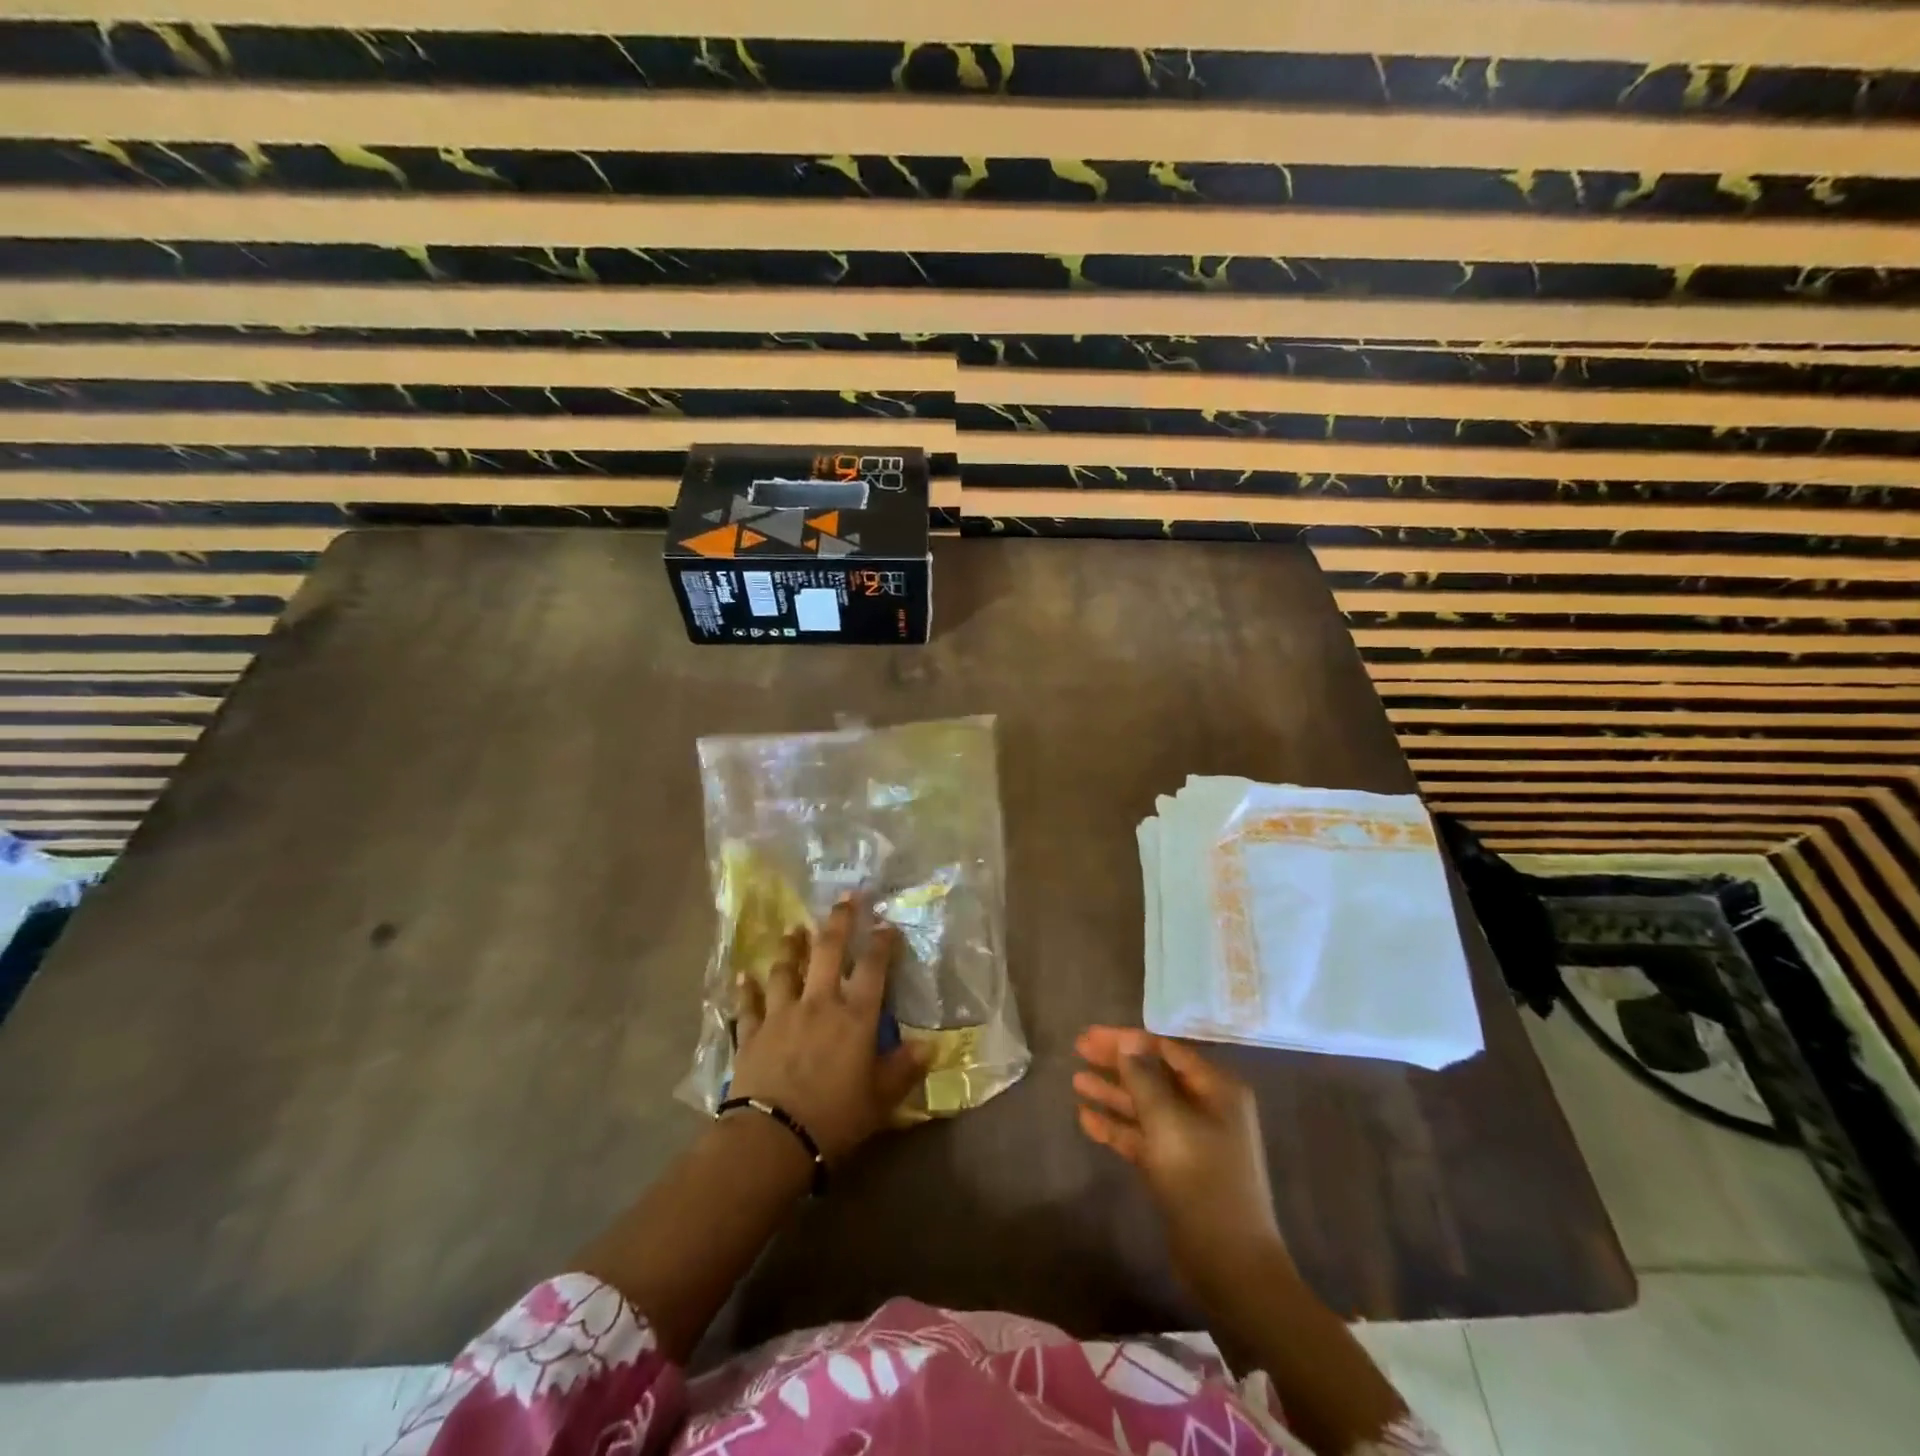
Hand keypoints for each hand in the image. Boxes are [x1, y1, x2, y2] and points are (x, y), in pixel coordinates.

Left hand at [730, 898, 930, 1162]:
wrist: (773, 1138)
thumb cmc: (835, 1118)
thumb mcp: (880, 1100)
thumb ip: (903, 1069)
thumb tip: (929, 1046)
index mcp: (855, 1017)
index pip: (873, 967)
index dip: (881, 942)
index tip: (886, 923)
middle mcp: (819, 1003)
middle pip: (828, 950)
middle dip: (839, 921)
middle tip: (845, 898)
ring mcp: (781, 1013)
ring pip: (786, 968)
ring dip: (790, 946)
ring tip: (793, 929)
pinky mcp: (752, 1032)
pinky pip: (749, 1004)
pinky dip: (746, 988)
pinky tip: (743, 975)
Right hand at [1073, 1026, 1290, 1292]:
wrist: (1230, 1263)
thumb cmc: (1202, 1178)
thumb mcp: (1168, 1121)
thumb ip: (1144, 1078)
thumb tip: (1128, 1042)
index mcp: (1217, 1089)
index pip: (1167, 1050)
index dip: (1129, 1040)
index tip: (1093, 1035)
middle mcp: (1206, 1108)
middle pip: (1154, 1075)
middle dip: (1117, 1063)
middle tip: (1078, 1049)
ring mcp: (1191, 1140)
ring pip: (1145, 1107)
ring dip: (1112, 1093)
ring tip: (1076, 1081)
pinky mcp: (1176, 1169)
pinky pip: (1143, 1137)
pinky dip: (1117, 1127)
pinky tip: (1086, 1119)